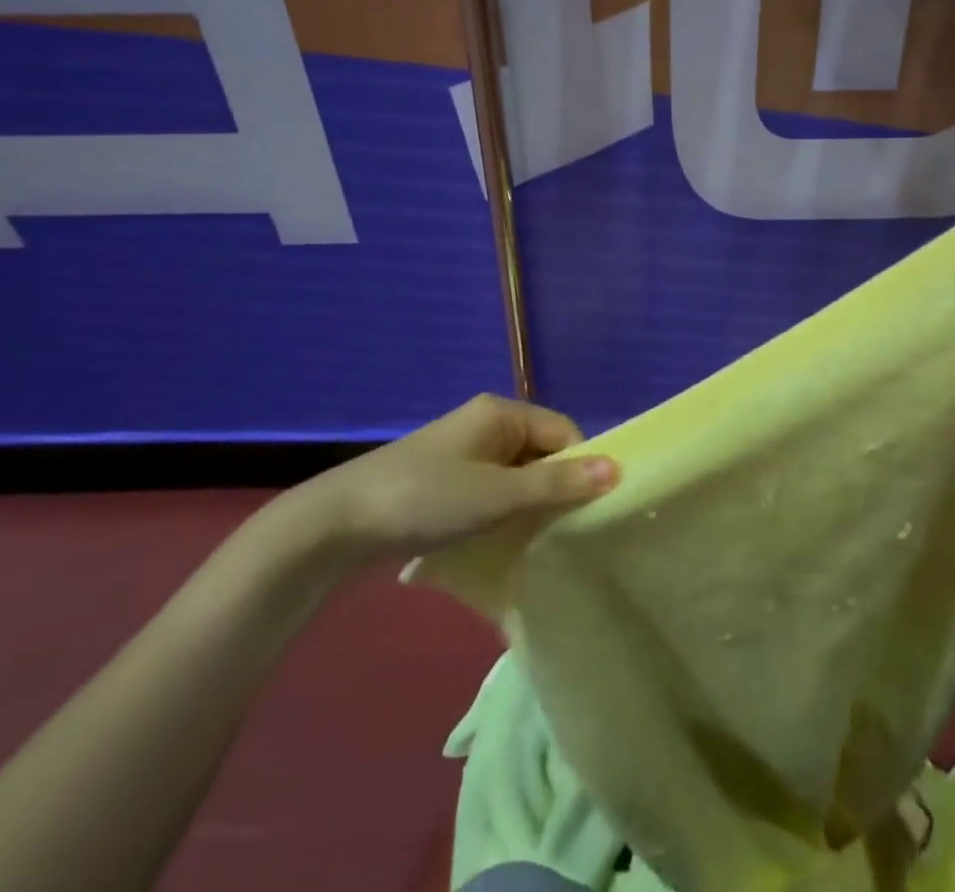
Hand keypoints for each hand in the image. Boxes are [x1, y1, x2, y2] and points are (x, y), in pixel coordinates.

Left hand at [280, 396, 619, 569]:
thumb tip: (617, 469)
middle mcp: (486, 424)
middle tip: (563, 533)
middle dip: (554, 490)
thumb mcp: (498, 495)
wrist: (338, 525)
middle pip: (541, 453)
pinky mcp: (445, 479)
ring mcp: (464, 452)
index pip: (563, 432)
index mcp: (502, 413)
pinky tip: (500, 541)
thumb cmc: (427, 498)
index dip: (580, 468)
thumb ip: (557, 484)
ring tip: (535, 542)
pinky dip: (503, 512)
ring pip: (517, 475)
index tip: (587, 512)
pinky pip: (492, 489)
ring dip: (528, 505)